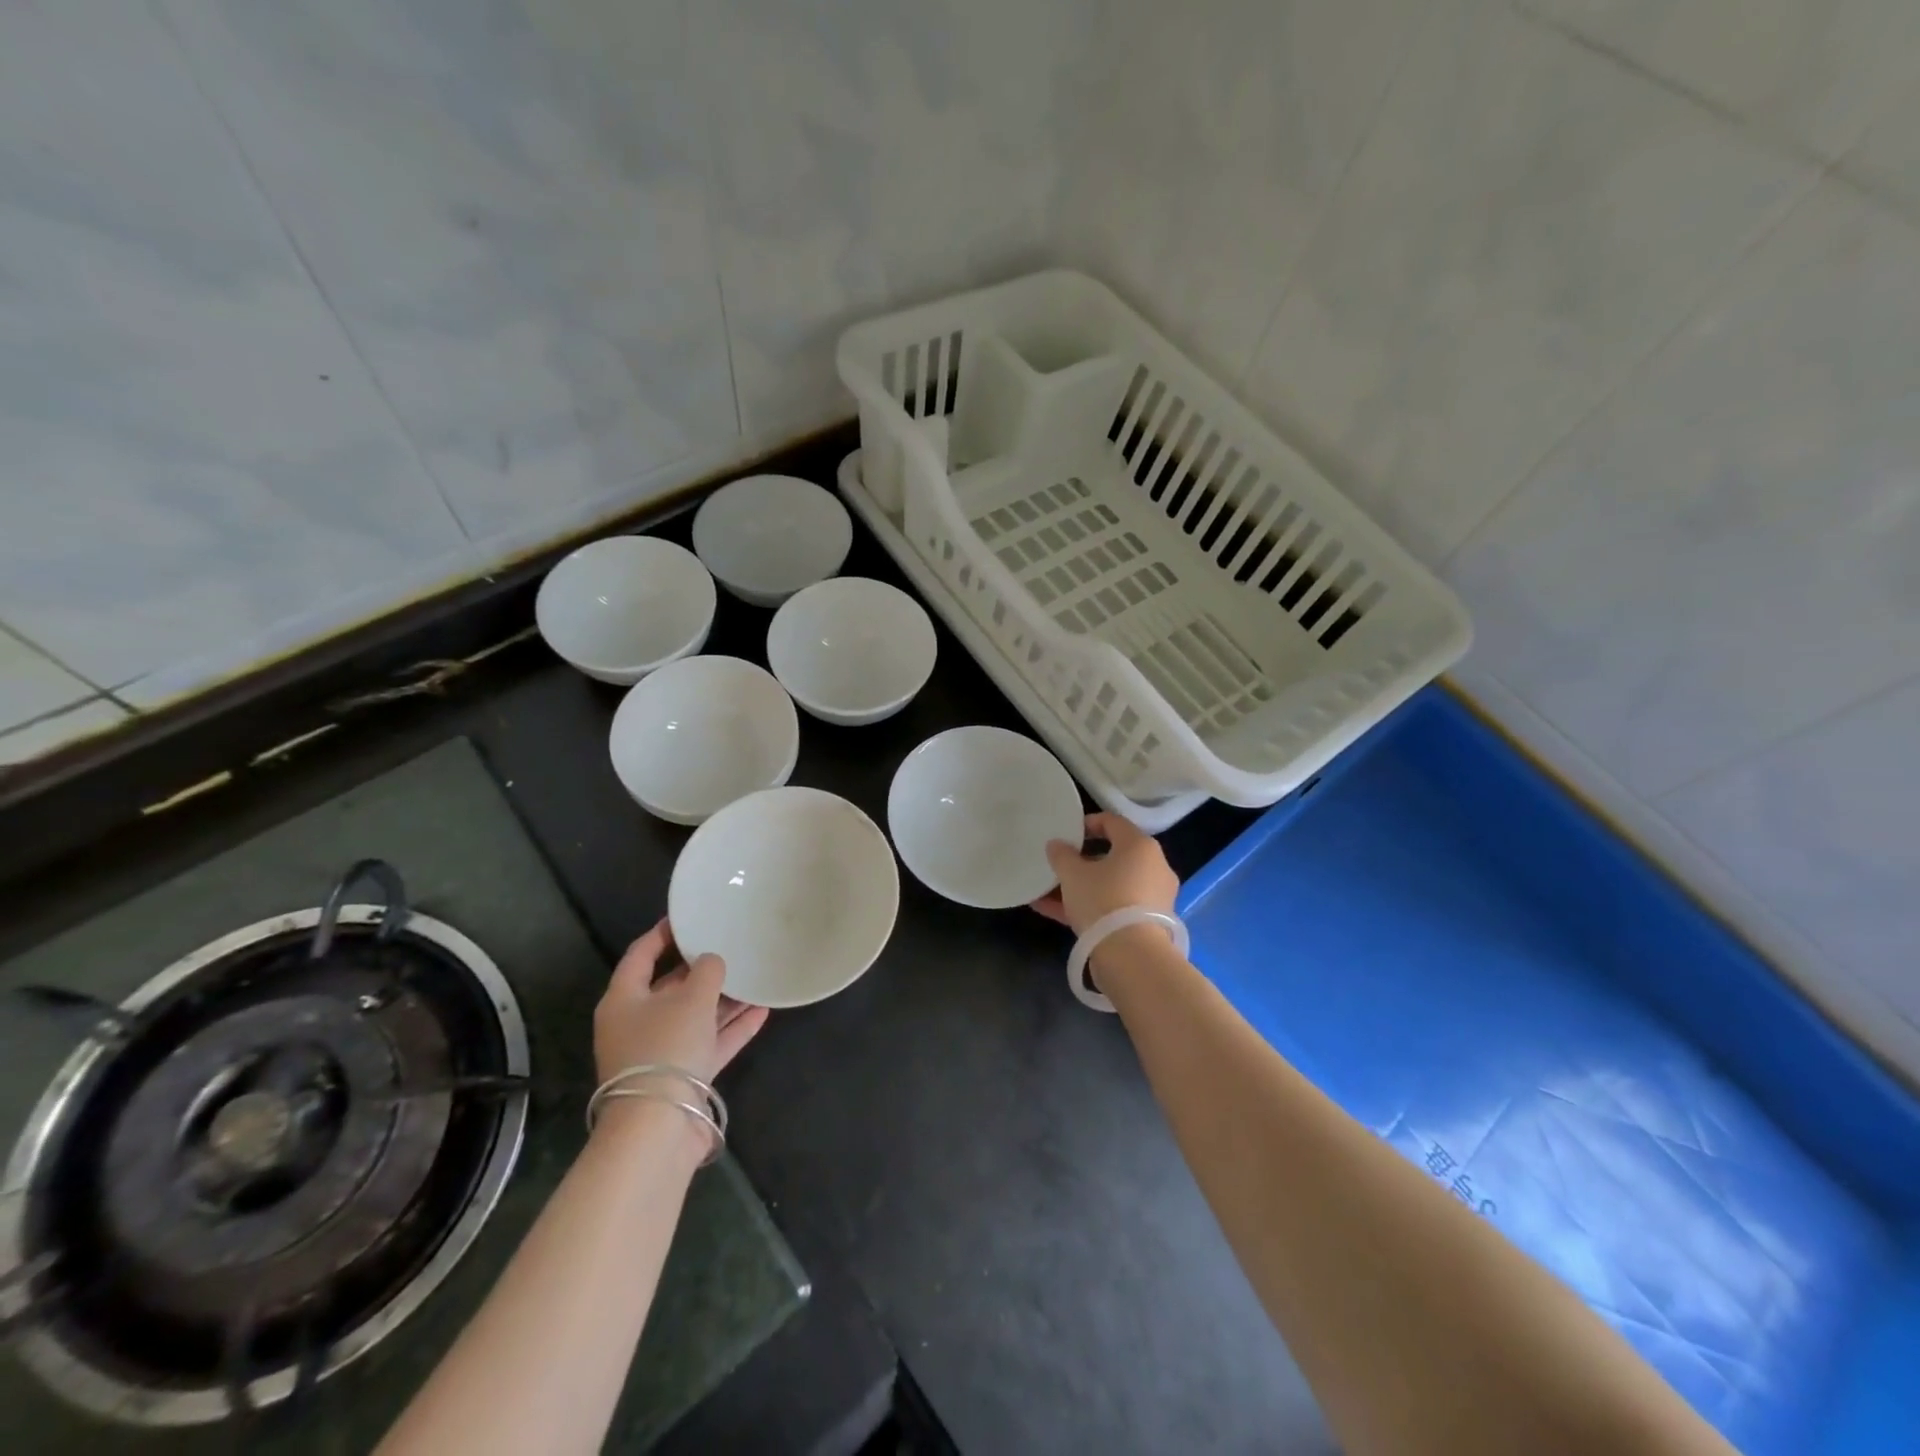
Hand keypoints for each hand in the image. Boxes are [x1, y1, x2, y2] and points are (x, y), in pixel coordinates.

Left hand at [593, 919, 768, 1086]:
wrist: (660, 1126)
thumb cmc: (667, 1047)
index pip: (640, 955)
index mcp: (624, 1000)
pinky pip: (710, 1043)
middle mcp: (637, 1024)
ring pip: (695, 1016)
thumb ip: (707, 970)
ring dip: (724, 999)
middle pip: (670, 987)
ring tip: (755, 976)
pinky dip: (732, 1028)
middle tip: (730, 946)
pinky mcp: (682, 1078)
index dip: (662, 933)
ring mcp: (660, 1053)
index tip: (686, 917)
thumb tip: (712, 961)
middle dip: (701, 969)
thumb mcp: (691, 997)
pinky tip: (762, 1010)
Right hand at [1030, 811, 1179, 936]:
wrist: (1131, 956)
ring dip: (1081, 887)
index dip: (1087, 823)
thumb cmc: (1103, 900)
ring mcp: (1153, 898)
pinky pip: (1114, 907)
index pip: (1113, 822)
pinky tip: (1055, 913)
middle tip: (1059, 865)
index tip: (1066, 833)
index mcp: (1139, 846)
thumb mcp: (1073, 874)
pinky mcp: (1147, 924)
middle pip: (1113, 856)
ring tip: (1048, 892)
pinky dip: (1090, 907)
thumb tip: (1056, 844)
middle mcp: (1153, 867)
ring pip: (1111, 885)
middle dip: (1082, 861)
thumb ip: (1062, 855)